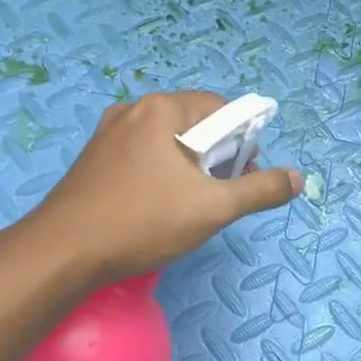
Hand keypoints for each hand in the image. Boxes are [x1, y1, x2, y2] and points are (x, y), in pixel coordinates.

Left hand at [27, 91, 301, 287]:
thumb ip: (260, 189)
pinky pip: (142, 154)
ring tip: (190, 205)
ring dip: (190, 166)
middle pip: (195, 123)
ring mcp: (109, 133)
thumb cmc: (143, 222)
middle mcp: (134, 110)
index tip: (242, 176)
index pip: (222, 108)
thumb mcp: (213, 208)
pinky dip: (161, 173)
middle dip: (217, 155)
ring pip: (168, 141)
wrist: (62, 252)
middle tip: (219, 194)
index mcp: (163, 109)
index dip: (243, 141)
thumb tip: (297, 178)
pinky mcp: (94, 157)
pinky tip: (157, 206)